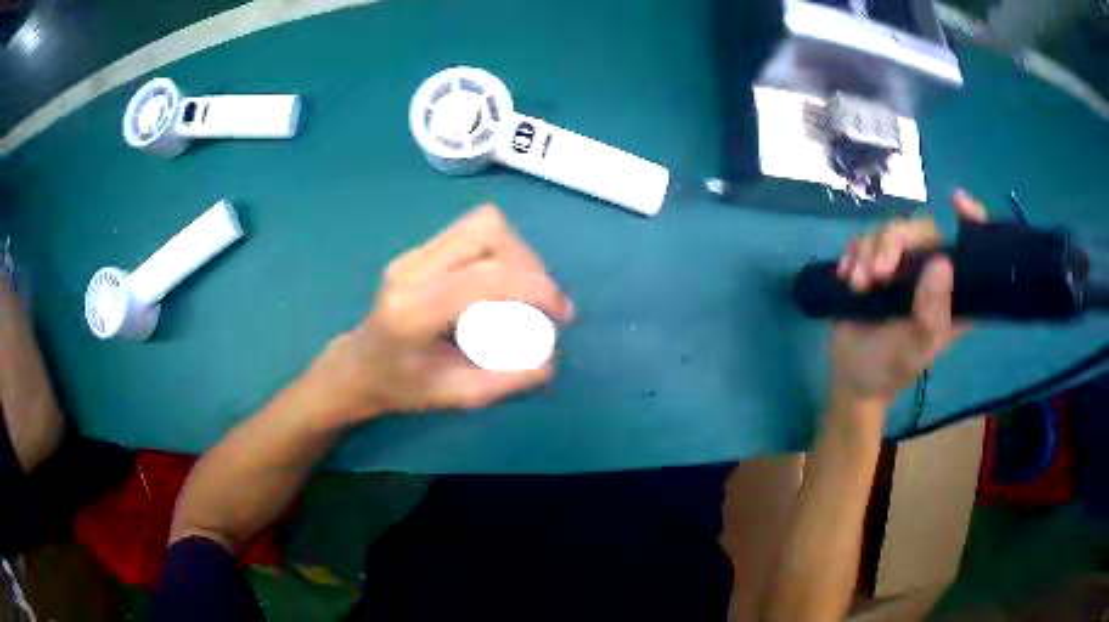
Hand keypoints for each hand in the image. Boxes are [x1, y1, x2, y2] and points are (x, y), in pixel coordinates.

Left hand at [300, 205, 573, 423]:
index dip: (535, 288)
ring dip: (516, 252)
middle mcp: (410, 270)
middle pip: (486, 231)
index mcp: (412, 311)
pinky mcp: (419, 249)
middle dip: (528, 262)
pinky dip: (501, 251)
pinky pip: (472, 231)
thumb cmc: (402, 387)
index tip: (561, 314)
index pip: (483, 278)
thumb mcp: (455, 396)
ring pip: (481, 222)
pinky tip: (500, 282)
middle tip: (542, 301)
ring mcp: (412, 254)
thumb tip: (551, 358)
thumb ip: (506, 380)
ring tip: (525, 289)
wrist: (358, 366)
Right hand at [828, 190, 987, 414]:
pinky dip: (853, 253)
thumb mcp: (917, 348)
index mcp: (952, 292)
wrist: (853, 376)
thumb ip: (932, 312)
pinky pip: (864, 238)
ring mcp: (902, 265)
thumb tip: (941, 263)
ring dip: (868, 252)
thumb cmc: (892, 368)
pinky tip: (847, 277)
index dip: (971, 220)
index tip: (956, 201)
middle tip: (877, 273)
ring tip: (857, 285)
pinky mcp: (874, 262)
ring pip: (888, 229)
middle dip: (894, 243)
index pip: (969, 249)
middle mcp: (931, 272)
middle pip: (920, 229)